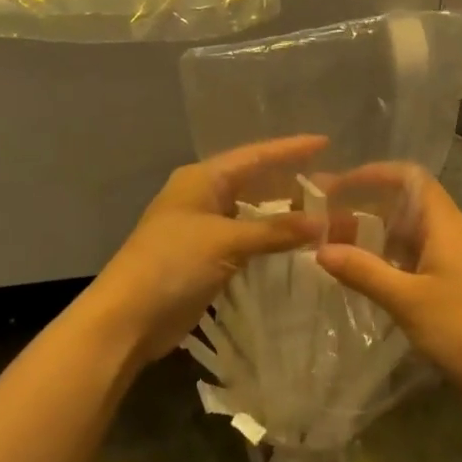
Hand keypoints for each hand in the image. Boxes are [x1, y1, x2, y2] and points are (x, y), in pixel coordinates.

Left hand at [89, 135, 326, 361]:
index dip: (290, 149)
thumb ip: (275, 230)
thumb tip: (322, 223)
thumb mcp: (226, 240)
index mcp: (202, 178)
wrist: (127, 318)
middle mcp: (203, 196)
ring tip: (324, 215)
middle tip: (333, 185)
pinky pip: (246, 240)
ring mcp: (203, 228)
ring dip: (283, 216)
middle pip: (255, 182)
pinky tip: (297, 246)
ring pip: (252, 213)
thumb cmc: (172, 263)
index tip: (325, 142)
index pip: (255, 155)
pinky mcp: (205, 258)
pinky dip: (270, 241)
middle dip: (291, 184)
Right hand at [314, 166, 461, 401]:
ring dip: (371, 233)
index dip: (372, 174)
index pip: (408, 177)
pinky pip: (412, 256)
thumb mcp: (408, 300)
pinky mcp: (451, 282)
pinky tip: (361, 272)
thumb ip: (364, 271)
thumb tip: (320, 249)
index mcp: (444, 223)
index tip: (337, 186)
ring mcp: (452, 258)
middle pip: (403, 202)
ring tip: (331, 243)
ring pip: (406, 232)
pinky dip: (385, 257)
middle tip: (322, 215)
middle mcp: (449, 232)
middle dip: (363, 204)